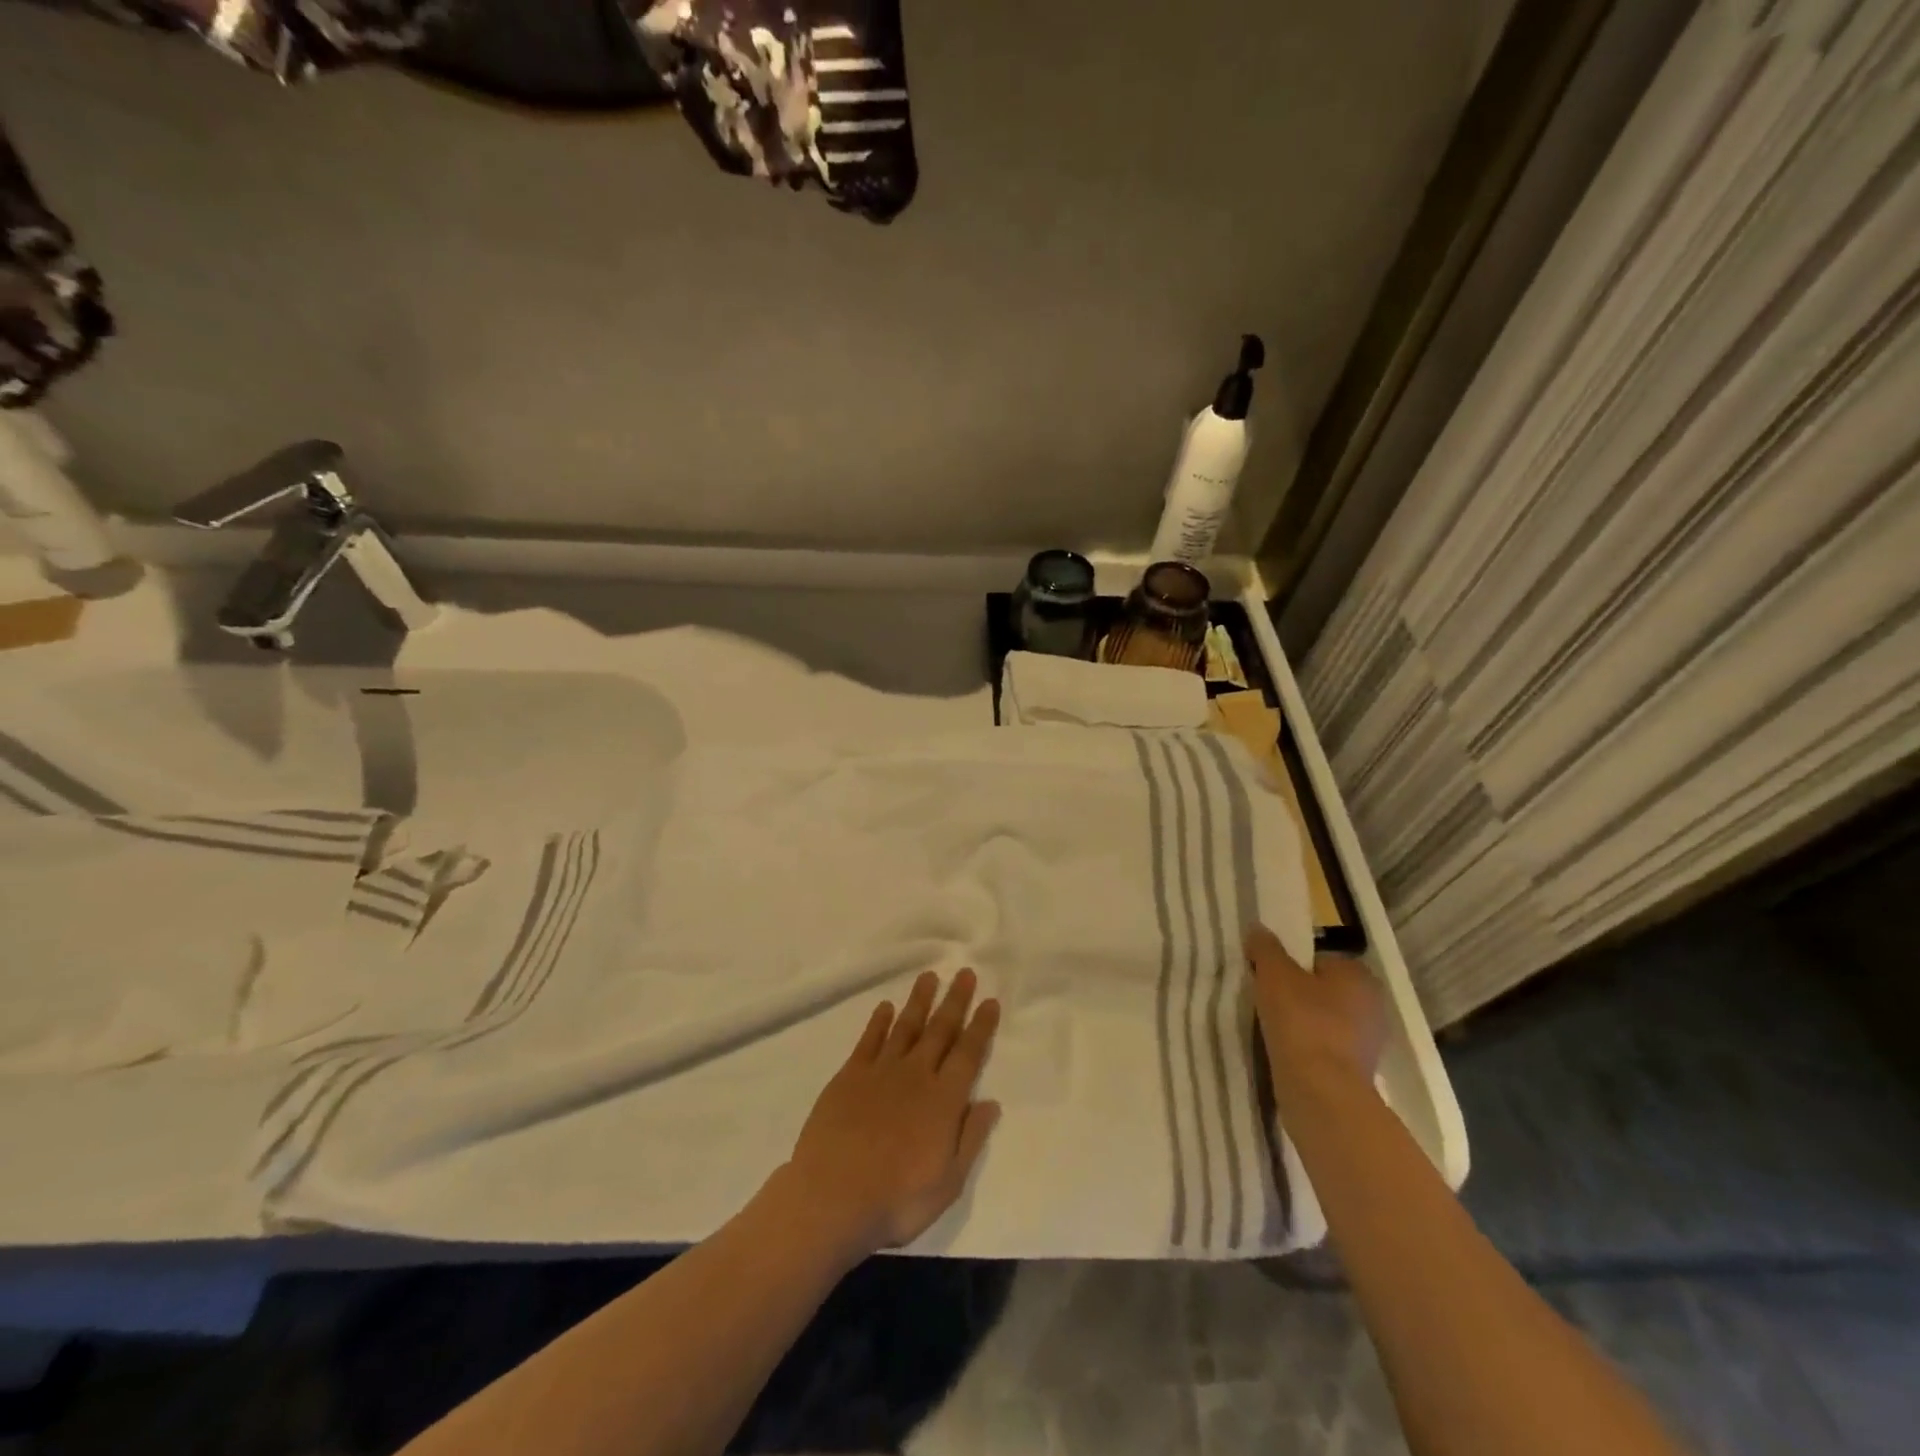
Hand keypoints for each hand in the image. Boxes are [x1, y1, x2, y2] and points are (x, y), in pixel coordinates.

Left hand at [777, 969, 1001, 1259]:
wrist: (832, 1198)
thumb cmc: (896, 1200)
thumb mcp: (948, 1183)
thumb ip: (970, 1139)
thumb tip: (991, 1102)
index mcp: (943, 1101)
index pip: (968, 1054)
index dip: (981, 1026)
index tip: (990, 1001)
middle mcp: (916, 1076)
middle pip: (940, 1030)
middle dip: (955, 1001)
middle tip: (965, 973)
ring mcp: (880, 1072)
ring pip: (906, 1026)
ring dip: (919, 1001)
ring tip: (929, 977)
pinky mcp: (849, 1076)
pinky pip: (869, 1040)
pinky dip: (878, 1021)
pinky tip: (885, 1007)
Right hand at [1246, 923, 1387, 1098]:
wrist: (1321, 1092)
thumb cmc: (1302, 1021)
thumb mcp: (1274, 974)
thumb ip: (1265, 948)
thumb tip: (1258, 929)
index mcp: (1359, 975)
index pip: (1320, 959)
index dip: (1291, 964)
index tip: (1268, 976)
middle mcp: (1372, 1005)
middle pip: (1322, 989)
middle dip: (1296, 993)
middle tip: (1266, 999)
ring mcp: (1368, 1041)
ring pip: (1323, 1019)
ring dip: (1300, 1022)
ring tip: (1271, 1027)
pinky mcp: (1356, 1071)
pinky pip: (1324, 1046)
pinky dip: (1306, 1047)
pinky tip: (1284, 1051)